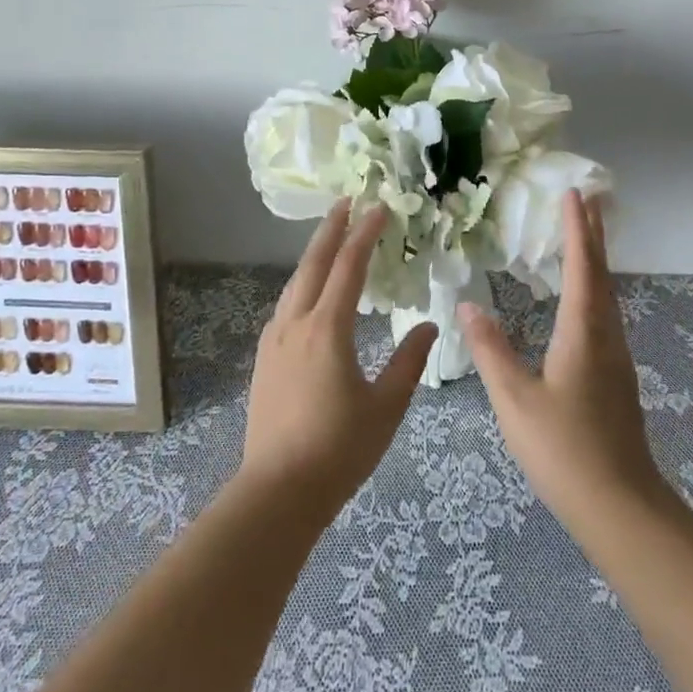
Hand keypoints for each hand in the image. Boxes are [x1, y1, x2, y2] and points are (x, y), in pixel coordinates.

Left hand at [240, 200, 437, 514]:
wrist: (278, 490)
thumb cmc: (339, 449)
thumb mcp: (386, 406)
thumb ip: (409, 362)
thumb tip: (427, 325)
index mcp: (327, 329)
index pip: (349, 267)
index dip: (365, 234)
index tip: (379, 207)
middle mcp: (296, 323)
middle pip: (313, 263)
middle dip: (331, 229)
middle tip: (347, 201)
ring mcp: (275, 340)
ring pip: (295, 283)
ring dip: (314, 255)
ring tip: (331, 239)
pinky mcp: (264, 359)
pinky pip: (286, 306)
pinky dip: (303, 284)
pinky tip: (310, 294)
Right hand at [463, 191, 669, 541]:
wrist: (620, 507)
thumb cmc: (563, 450)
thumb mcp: (515, 400)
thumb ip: (490, 351)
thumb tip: (467, 306)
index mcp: (583, 334)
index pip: (582, 268)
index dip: (577, 230)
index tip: (573, 195)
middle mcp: (606, 337)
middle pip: (602, 275)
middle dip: (593, 235)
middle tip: (586, 201)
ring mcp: (616, 359)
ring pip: (607, 296)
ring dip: (596, 261)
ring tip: (584, 238)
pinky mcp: (616, 379)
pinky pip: (606, 316)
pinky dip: (595, 289)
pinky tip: (583, 301)